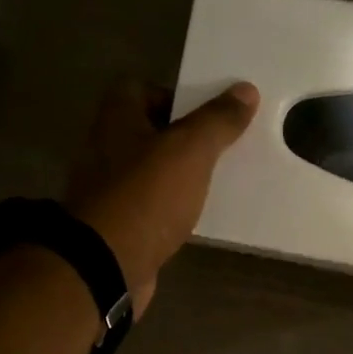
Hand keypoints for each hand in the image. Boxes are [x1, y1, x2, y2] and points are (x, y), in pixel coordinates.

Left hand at [64, 77, 258, 315]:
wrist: (106, 264)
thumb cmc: (146, 196)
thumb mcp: (190, 151)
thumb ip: (218, 121)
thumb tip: (246, 90)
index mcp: (117, 120)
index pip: (139, 89)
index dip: (174, 95)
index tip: (207, 114)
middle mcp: (106, 149)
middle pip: (148, 132)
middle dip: (183, 138)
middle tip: (222, 148)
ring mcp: (108, 190)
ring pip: (151, 172)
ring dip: (179, 176)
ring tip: (217, 183)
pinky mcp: (117, 226)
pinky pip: (151, 207)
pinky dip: (171, 209)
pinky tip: (197, 218)